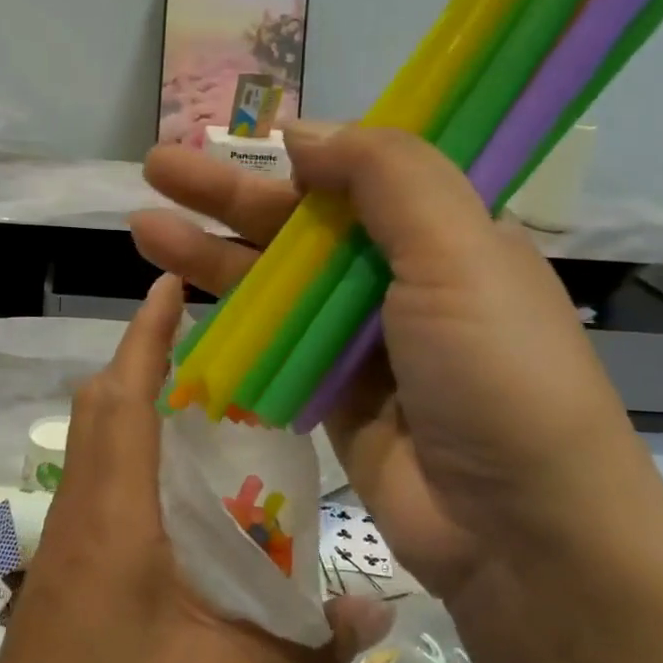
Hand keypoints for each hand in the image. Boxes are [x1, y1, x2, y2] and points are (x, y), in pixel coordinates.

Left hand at [0, 275, 393, 662]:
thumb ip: (304, 648)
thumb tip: (379, 610)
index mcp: (115, 512)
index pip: (125, 396)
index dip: (145, 335)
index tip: (168, 284)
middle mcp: (84, 507)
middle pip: (101, 406)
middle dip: (142, 359)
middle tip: (205, 344)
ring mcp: (68, 537)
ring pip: (96, 441)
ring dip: (135, 403)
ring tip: (203, 402)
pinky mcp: (67, 566)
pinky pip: (100, 480)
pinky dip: (133, 454)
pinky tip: (182, 491)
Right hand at [130, 126, 645, 610]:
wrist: (518, 531)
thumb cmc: (495, 374)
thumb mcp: (458, 253)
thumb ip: (386, 177)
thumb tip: (304, 130)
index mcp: (446, 234)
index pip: (360, 174)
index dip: (298, 152)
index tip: (241, 138)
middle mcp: (402, 279)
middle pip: (301, 225)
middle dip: (228, 195)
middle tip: (157, 165)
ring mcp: (363, 341)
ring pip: (275, 284)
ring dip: (212, 254)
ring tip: (143, 226)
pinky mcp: (332, 395)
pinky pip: (272, 345)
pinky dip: (230, 321)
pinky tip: (179, 300)